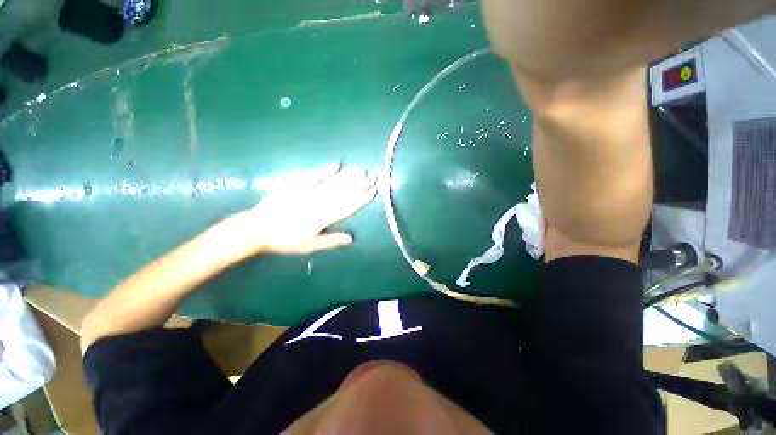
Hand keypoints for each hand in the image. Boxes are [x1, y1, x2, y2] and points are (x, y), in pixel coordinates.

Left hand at [223, 163, 377, 255]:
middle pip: (343, 193)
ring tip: (361, 171)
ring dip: (348, 177)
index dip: (361, 199)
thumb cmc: (285, 239)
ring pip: (332, 183)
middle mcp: (318, 203)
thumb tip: (351, 238)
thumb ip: (331, 241)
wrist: (257, 228)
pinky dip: (325, 170)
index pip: (347, 206)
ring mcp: (307, 192)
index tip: (373, 191)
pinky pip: (313, 175)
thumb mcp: (309, 245)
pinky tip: (336, 164)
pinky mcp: (295, 183)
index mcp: (322, 218)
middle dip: (359, 185)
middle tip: (373, 176)